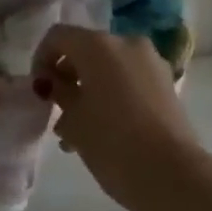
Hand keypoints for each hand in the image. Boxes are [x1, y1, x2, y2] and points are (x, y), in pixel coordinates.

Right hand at [32, 26, 203, 210]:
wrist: (171, 174)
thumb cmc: (112, 143)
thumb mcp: (73, 120)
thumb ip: (59, 93)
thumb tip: (55, 83)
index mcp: (98, 45)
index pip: (58, 36)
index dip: (41, 59)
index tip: (39, 91)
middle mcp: (126, 42)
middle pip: (86, 49)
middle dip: (68, 76)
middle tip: (57, 110)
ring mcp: (151, 61)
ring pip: (109, 66)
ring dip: (90, 88)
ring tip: (79, 130)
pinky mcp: (167, 83)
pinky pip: (130, 79)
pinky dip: (113, 94)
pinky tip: (105, 129)